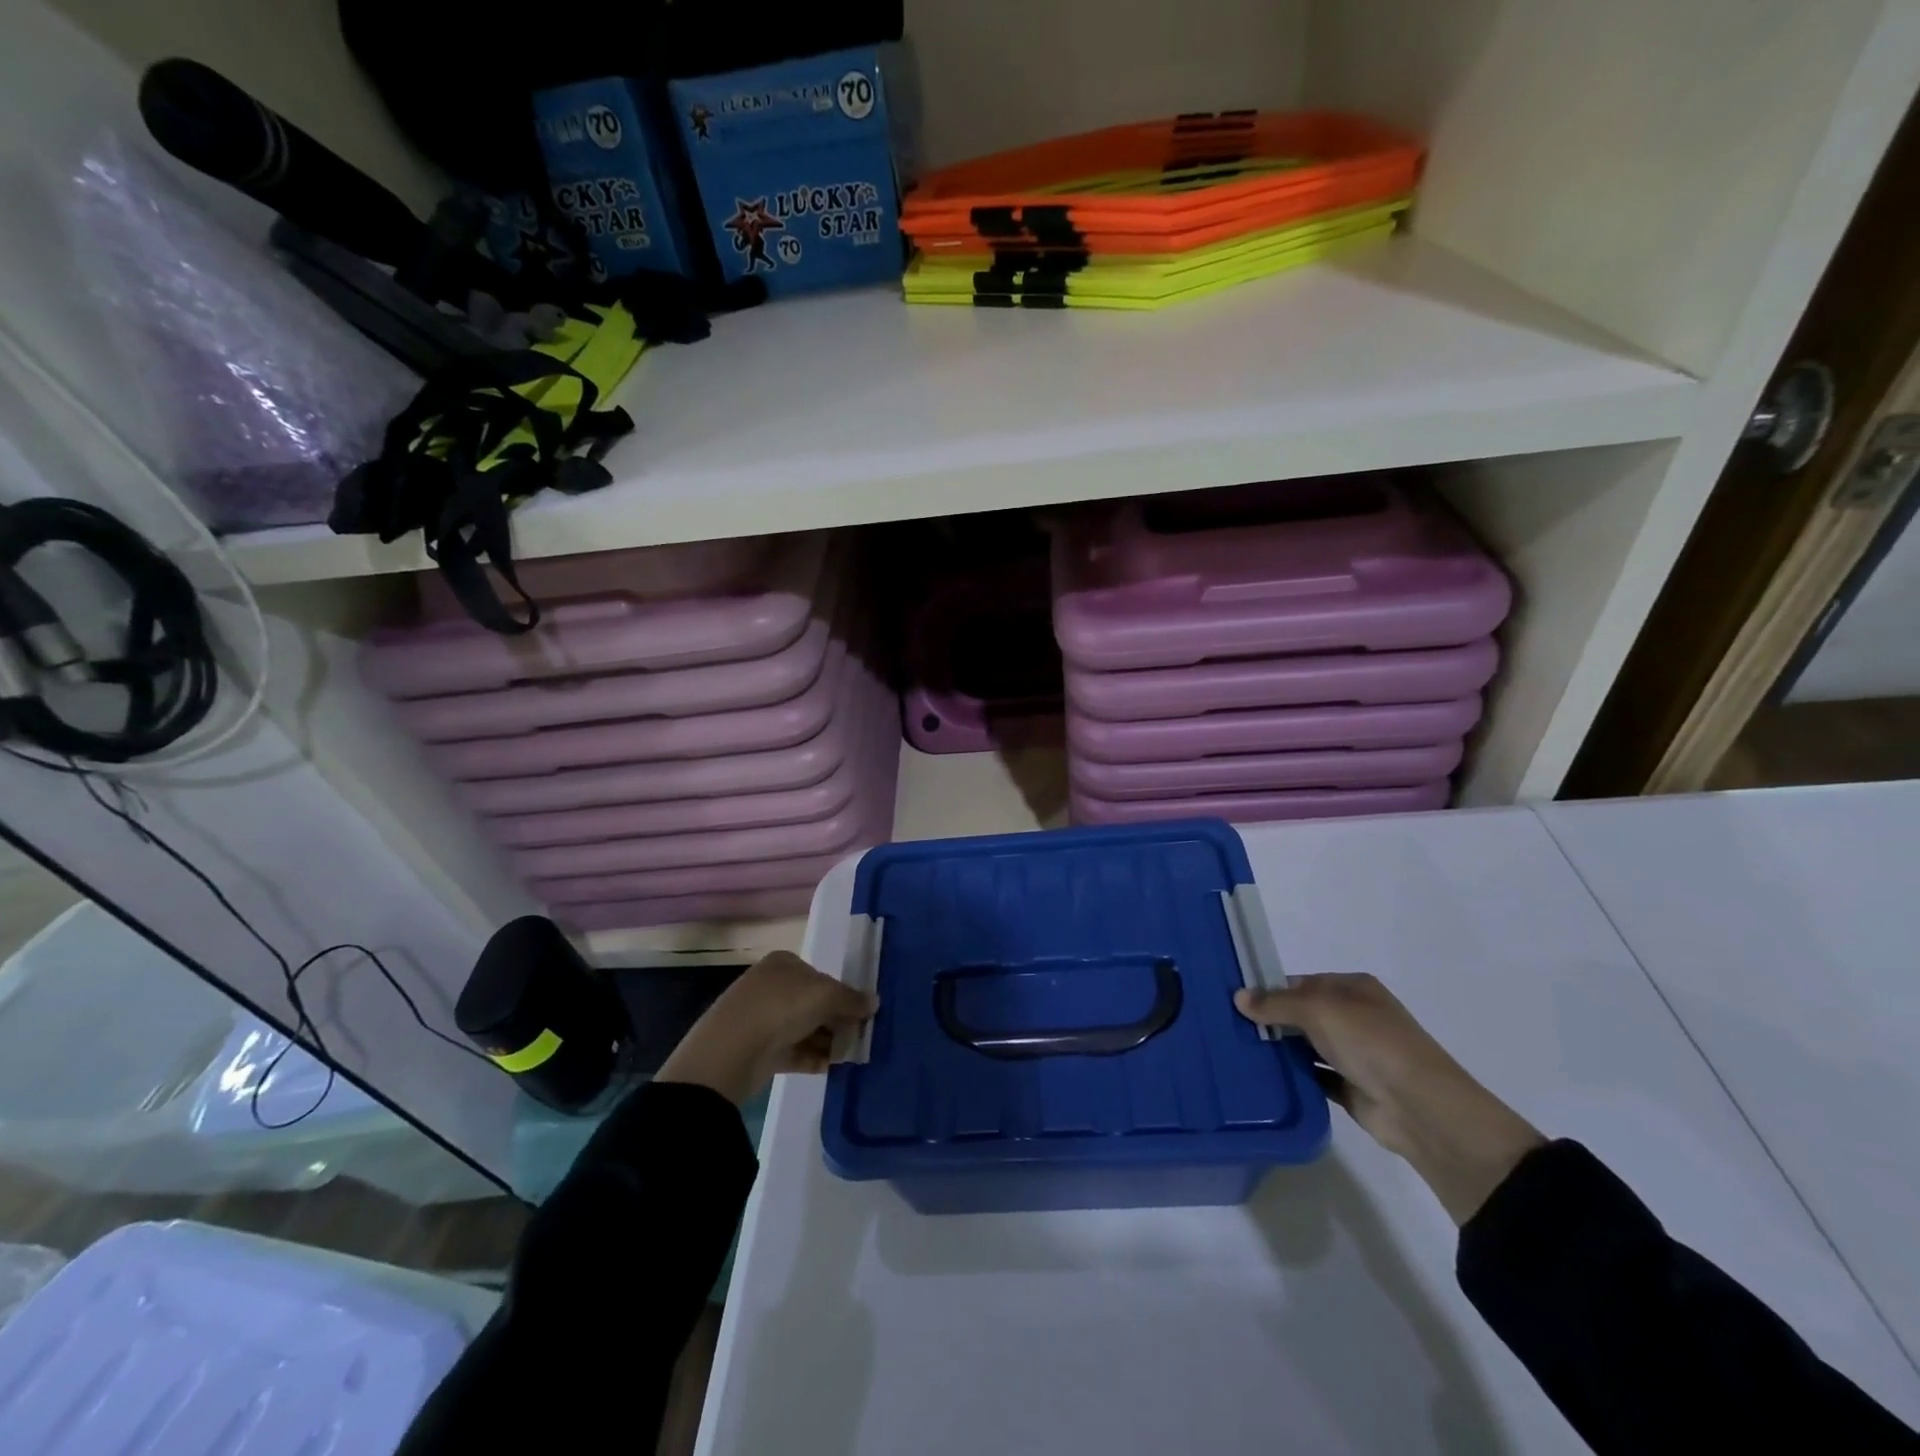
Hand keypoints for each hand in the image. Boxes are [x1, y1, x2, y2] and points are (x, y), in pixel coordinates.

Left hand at [656, 951, 876, 1107]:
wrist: (732, 1051)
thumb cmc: (781, 1007)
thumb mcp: (826, 995)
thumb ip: (852, 999)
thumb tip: (874, 1001)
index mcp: (784, 963)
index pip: (821, 976)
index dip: (842, 994)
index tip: (861, 1015)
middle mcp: (772, 986)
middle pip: (814, 1003)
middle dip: (837, 1021)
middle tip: (859, 1038)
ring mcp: (763, 1018)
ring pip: (804, 1028)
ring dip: (828, 1042)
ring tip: (848, 1057)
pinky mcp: (759, 1049)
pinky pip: (794, 1051)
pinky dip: (813, 1058)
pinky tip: (831, 1068)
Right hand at [1236, 974, 1544, 1223]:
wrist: (1421, 1108)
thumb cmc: (1372, 1043)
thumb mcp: (1319, 1011)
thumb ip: (1277, 1004)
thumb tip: (1238, 997)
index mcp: (1354, 989)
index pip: (1302, 982)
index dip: (1271, 989)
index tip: (1236, 999)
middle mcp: (1355, 1017)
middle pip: (1303, 1013)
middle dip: (1271, 1019)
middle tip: (1228, 1025)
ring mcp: (1355, 1054)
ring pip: (1306, 1045)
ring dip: (1280, 1048)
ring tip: (1237, 1049)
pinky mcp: (1351, 1087)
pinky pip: (1314, 1076)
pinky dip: (1293, 1075)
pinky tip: (1263, 1076)